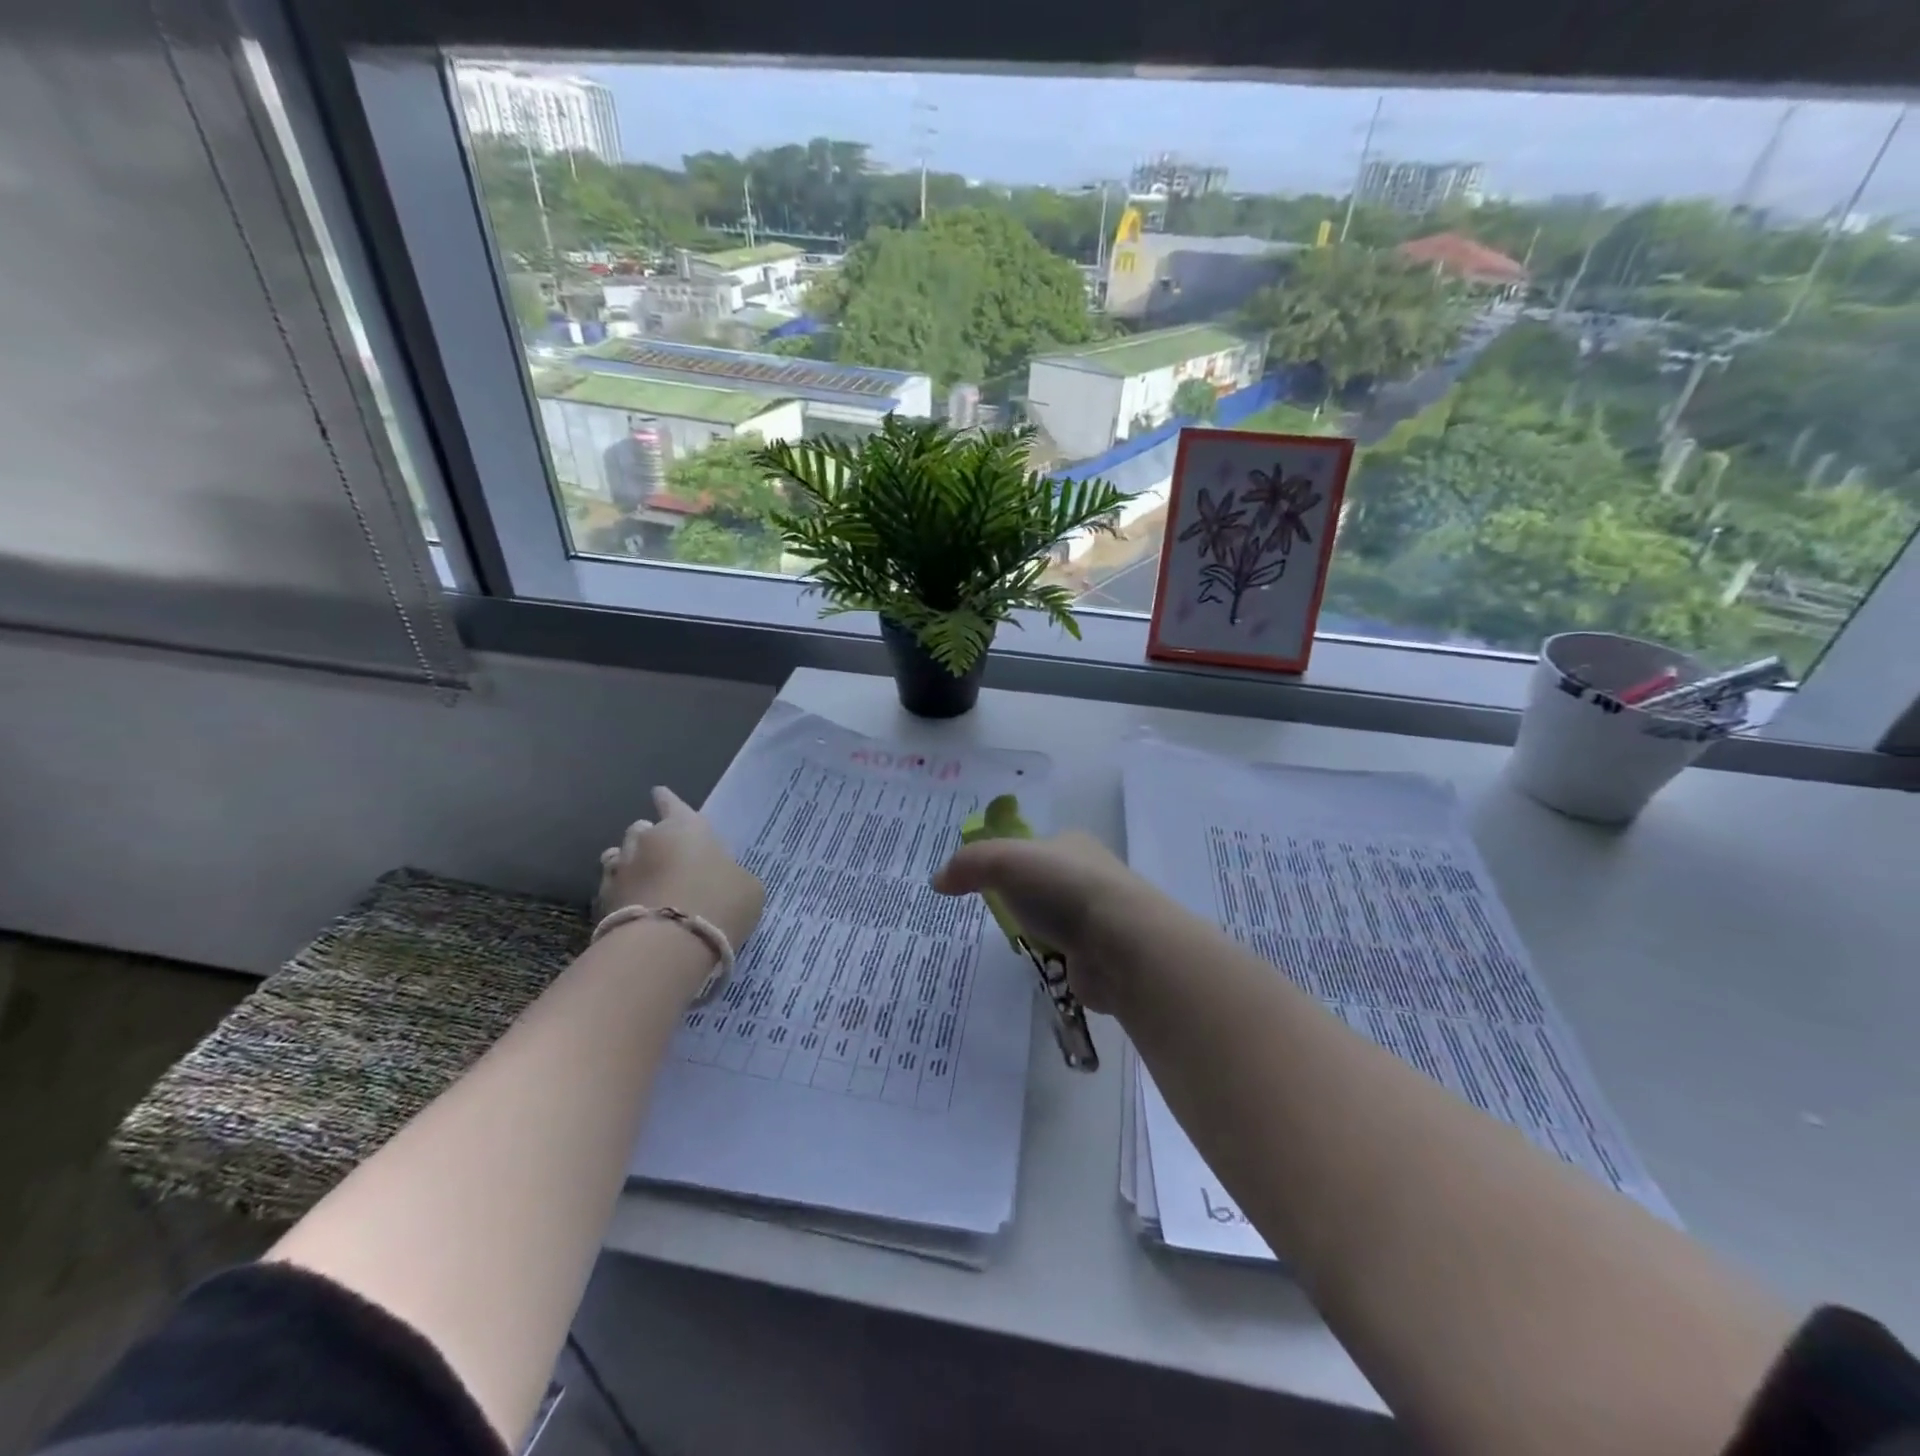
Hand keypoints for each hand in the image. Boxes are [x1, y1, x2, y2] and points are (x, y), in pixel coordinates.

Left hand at [596, 787, 764, 950]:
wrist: (669, 945)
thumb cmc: (719, 903)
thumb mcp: (747, 887)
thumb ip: (731, 874)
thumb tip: (723, 878)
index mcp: (686, 827)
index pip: (671, 803)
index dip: (667, 800)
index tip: (659, 794)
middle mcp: (648, 840)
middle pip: (642, 829)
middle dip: (651, 838)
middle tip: (664, 854)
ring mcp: (621, 870)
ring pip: (618, 856)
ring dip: (630, 863)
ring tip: (642, 878)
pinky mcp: (603, 901)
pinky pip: (611, 888)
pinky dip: (621, 892)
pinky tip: (632, 905)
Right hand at [932, 831, 1153, 1012]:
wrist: (1121, 943)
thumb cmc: (1062, 890)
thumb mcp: (1004, 861)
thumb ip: (968, 865)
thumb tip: (938, 881)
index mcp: (1072, 844)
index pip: (1034, 847)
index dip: (1008, 860)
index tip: (984, 881)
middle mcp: (1089, 875)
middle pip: (1045, 885)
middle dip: (1023, 900)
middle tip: (995, 915)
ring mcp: (1099, 916)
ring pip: (1057, 921)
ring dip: (1039, 932)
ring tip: (1015, 944)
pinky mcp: (1102, 955)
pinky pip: (1067, 955)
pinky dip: (1053, 961)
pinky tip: (1039, 967)